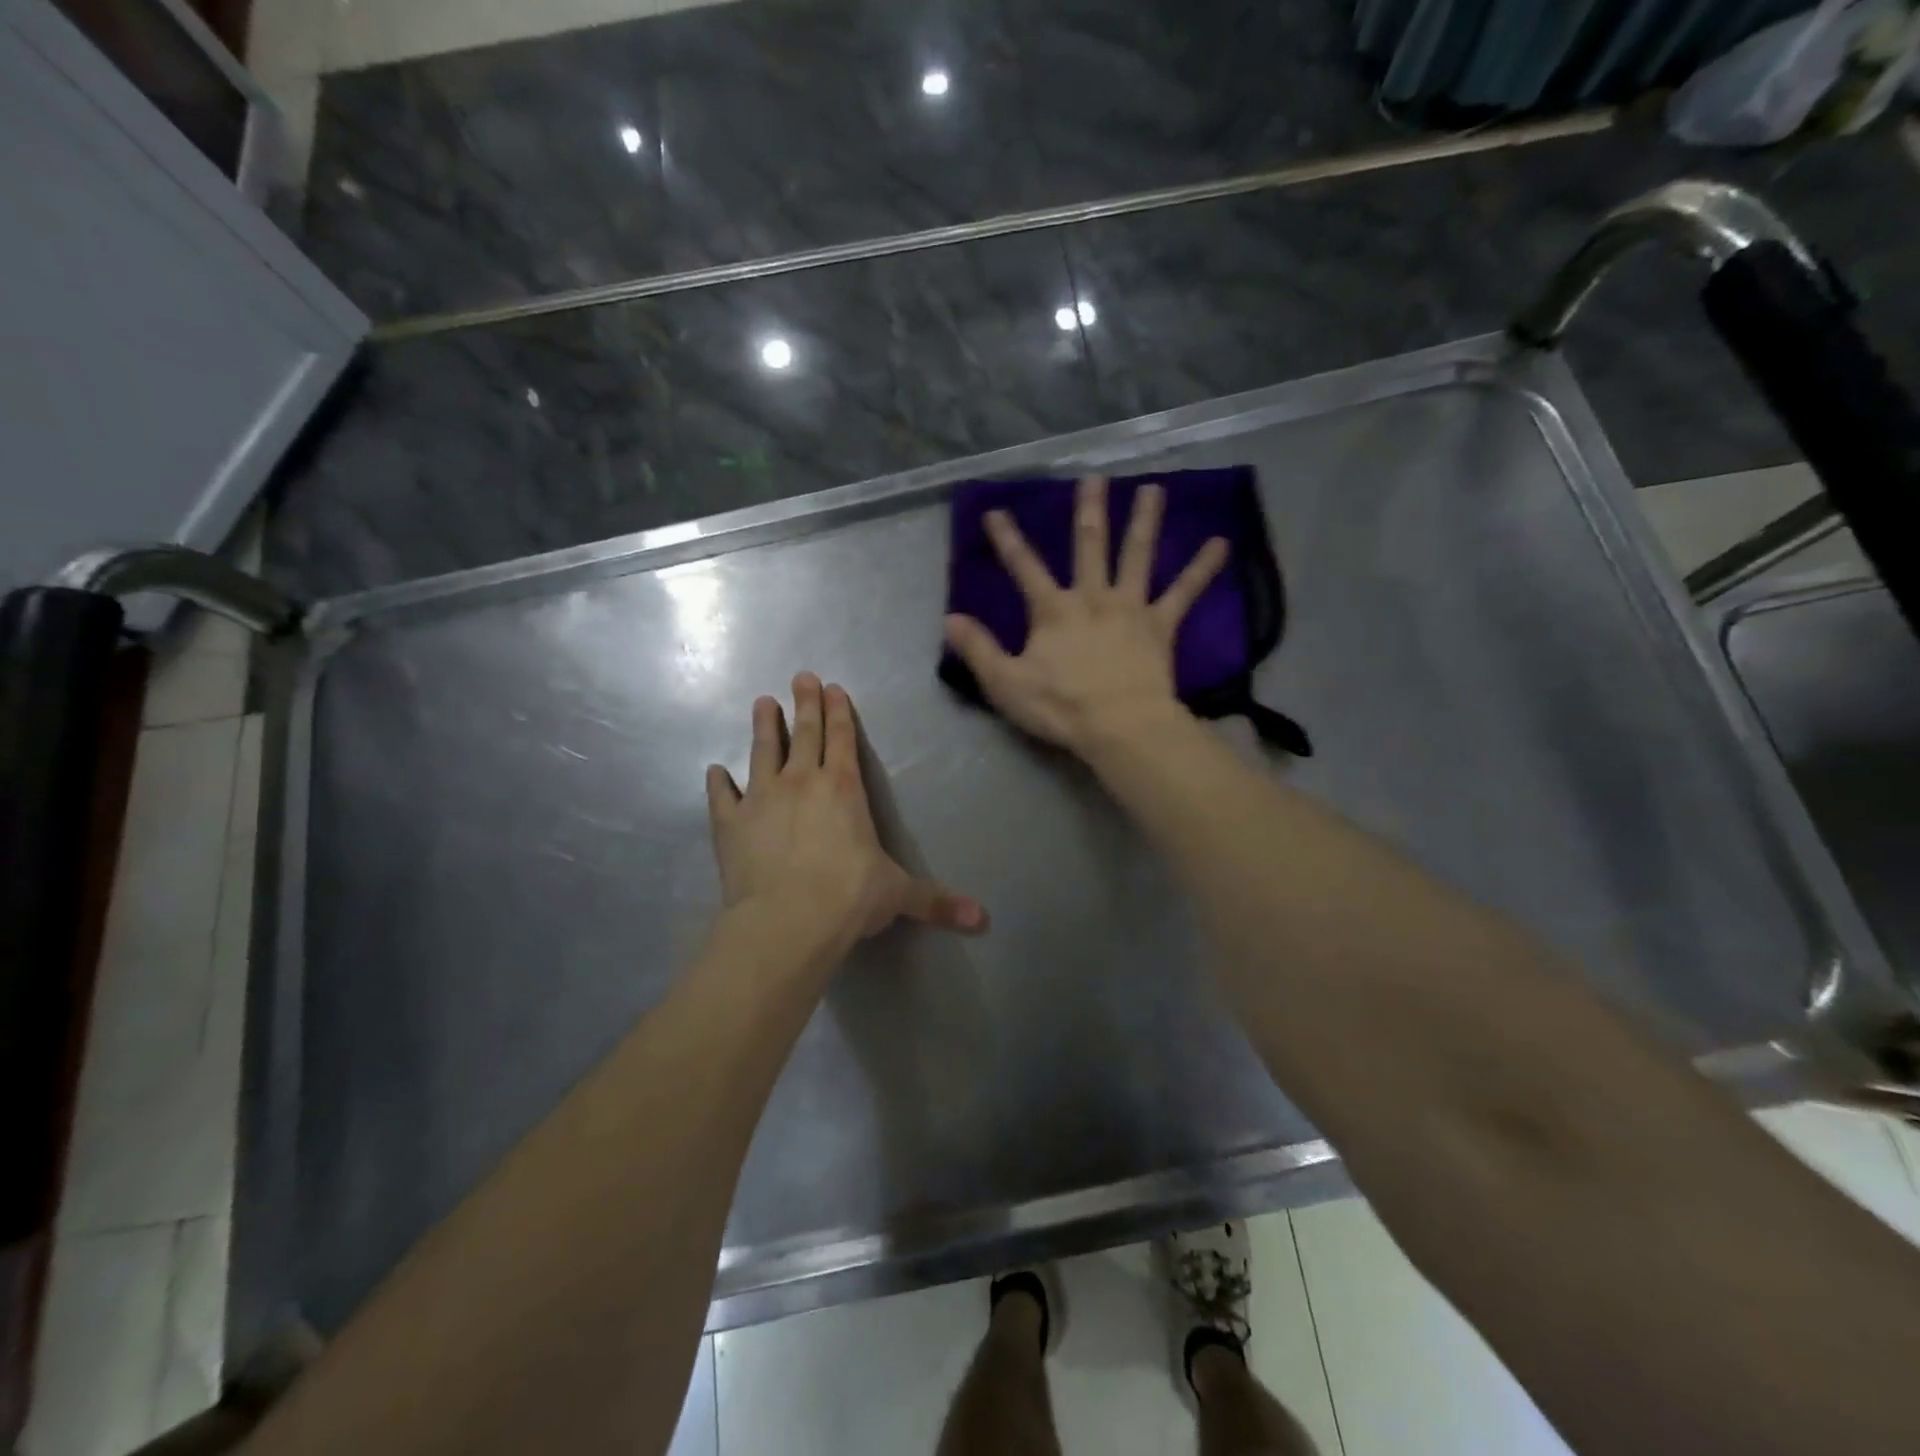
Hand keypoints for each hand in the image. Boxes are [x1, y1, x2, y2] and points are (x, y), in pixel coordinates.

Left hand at [706, 674, 986, 959]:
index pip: (843, 740)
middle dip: (805, 703)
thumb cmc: (849, 897)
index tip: (832, 688)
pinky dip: (718, 783)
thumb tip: (984, 919)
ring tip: (762, 702)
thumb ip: (936, 900)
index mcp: (843, 789)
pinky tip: (715, 771)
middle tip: (801, 676)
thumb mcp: (898, 894)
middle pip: (804, 734)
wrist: (787, 921)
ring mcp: (761, 798)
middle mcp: (801, 782)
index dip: (839, 713)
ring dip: (764, 726)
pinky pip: (722, 796)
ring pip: (762, 751)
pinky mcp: (730, 823)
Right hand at [944, 475, 1226, 752]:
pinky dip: (1202, 569)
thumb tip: (951, 619)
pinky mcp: (1160, 626)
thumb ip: (979, 649)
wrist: (1119, 726)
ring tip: (1154, 488)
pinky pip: (1184, 592)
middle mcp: (1092, 597)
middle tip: (1093, 477)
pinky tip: (1221, 543)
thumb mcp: (1006, 683)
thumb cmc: (1060, 707)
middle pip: (1089, 546)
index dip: (1008, 539)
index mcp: (1053, 610)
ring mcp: (1130, 608)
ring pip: (1137, 556)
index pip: (1024, 568)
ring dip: (1144, 521)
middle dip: (1088, 511)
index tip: (996, 511)